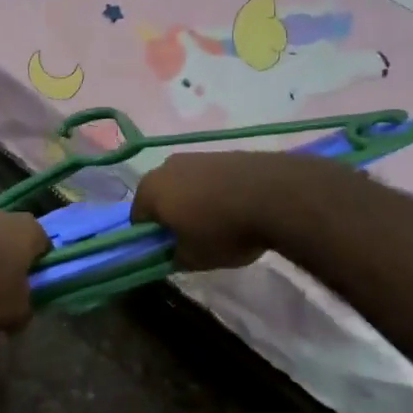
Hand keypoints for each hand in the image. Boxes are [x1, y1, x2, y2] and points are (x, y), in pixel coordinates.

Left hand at [0, 210, 49, 333]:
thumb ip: (26, 309)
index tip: (33, 288)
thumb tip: (21, 310)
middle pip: (13, 240)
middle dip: (11, 262)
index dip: (41, 267)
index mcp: (28, 228)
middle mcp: (2, 216)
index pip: (45, 244)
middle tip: (6, 290)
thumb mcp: (17, 312)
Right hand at [131, 151, 296, 270]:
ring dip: (192, 202)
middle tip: (191, 239)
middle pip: (159, 197)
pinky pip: (207, 178)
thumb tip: (169, 254)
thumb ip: (172, 258)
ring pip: (183, 185)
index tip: (169, 253)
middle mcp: (164, 167)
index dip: (151, 240)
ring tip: (218, 223)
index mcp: (149, 191)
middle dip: (170, 217)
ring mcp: (194, 156)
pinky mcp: (221, 153)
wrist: (276, 195)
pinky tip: (234, 208)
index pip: (137, 220)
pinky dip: (214, 192)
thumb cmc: (224, 230)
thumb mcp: (193, 259)